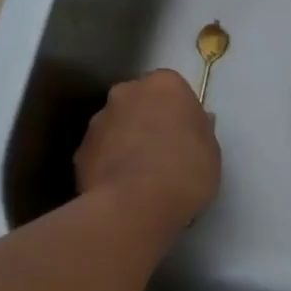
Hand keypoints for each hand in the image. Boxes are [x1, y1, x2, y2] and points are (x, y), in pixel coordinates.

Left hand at [74, 71, 220, 234]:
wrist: (135, 206)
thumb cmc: (186, 170)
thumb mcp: (211, 149)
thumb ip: (200, 129)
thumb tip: (195, 122)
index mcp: (164, 84)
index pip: (171, 87)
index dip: (177, 109)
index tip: (185, 132)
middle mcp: (126, 92)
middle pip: (138, 101)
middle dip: (147, 119)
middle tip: (163, 149)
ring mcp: (98, 121)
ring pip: (116, 125)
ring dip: (125, 140)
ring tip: (140, 175)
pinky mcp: (79, 151)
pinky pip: (100, 152)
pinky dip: (108, 164)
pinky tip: (121, 188)